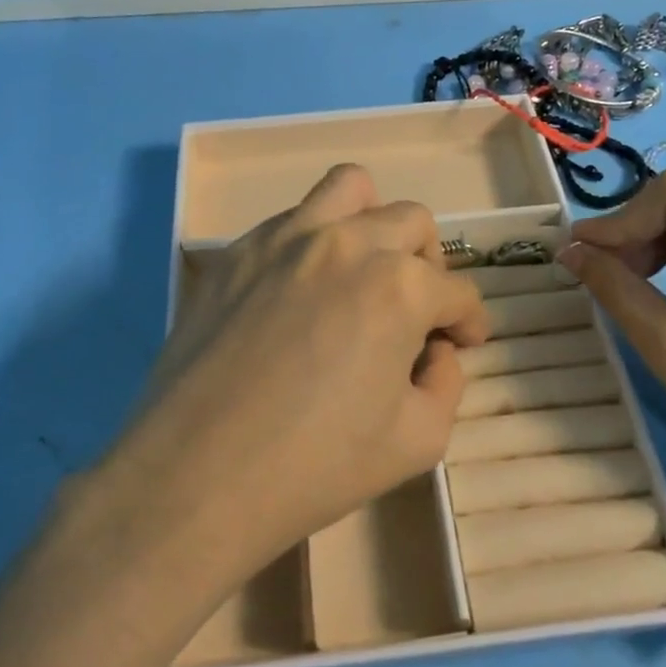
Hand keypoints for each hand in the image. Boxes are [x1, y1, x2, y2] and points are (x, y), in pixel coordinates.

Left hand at [116, 164, 490, 589]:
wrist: (196, 477)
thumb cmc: (316, 466)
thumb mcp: (419, 441)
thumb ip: (447, 383)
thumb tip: (435, 350)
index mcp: (399, 286)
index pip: (458, 292)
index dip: (470, 321)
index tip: (463, 343)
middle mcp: (346, 243)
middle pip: (413, 223)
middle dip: (430, 265)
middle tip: (417, 310)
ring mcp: (284, 238)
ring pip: (349, 189)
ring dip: (373, 222)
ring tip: (365, 269)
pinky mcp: (236, 252)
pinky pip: (290, 219)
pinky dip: (314, 241)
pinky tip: (302, 291)